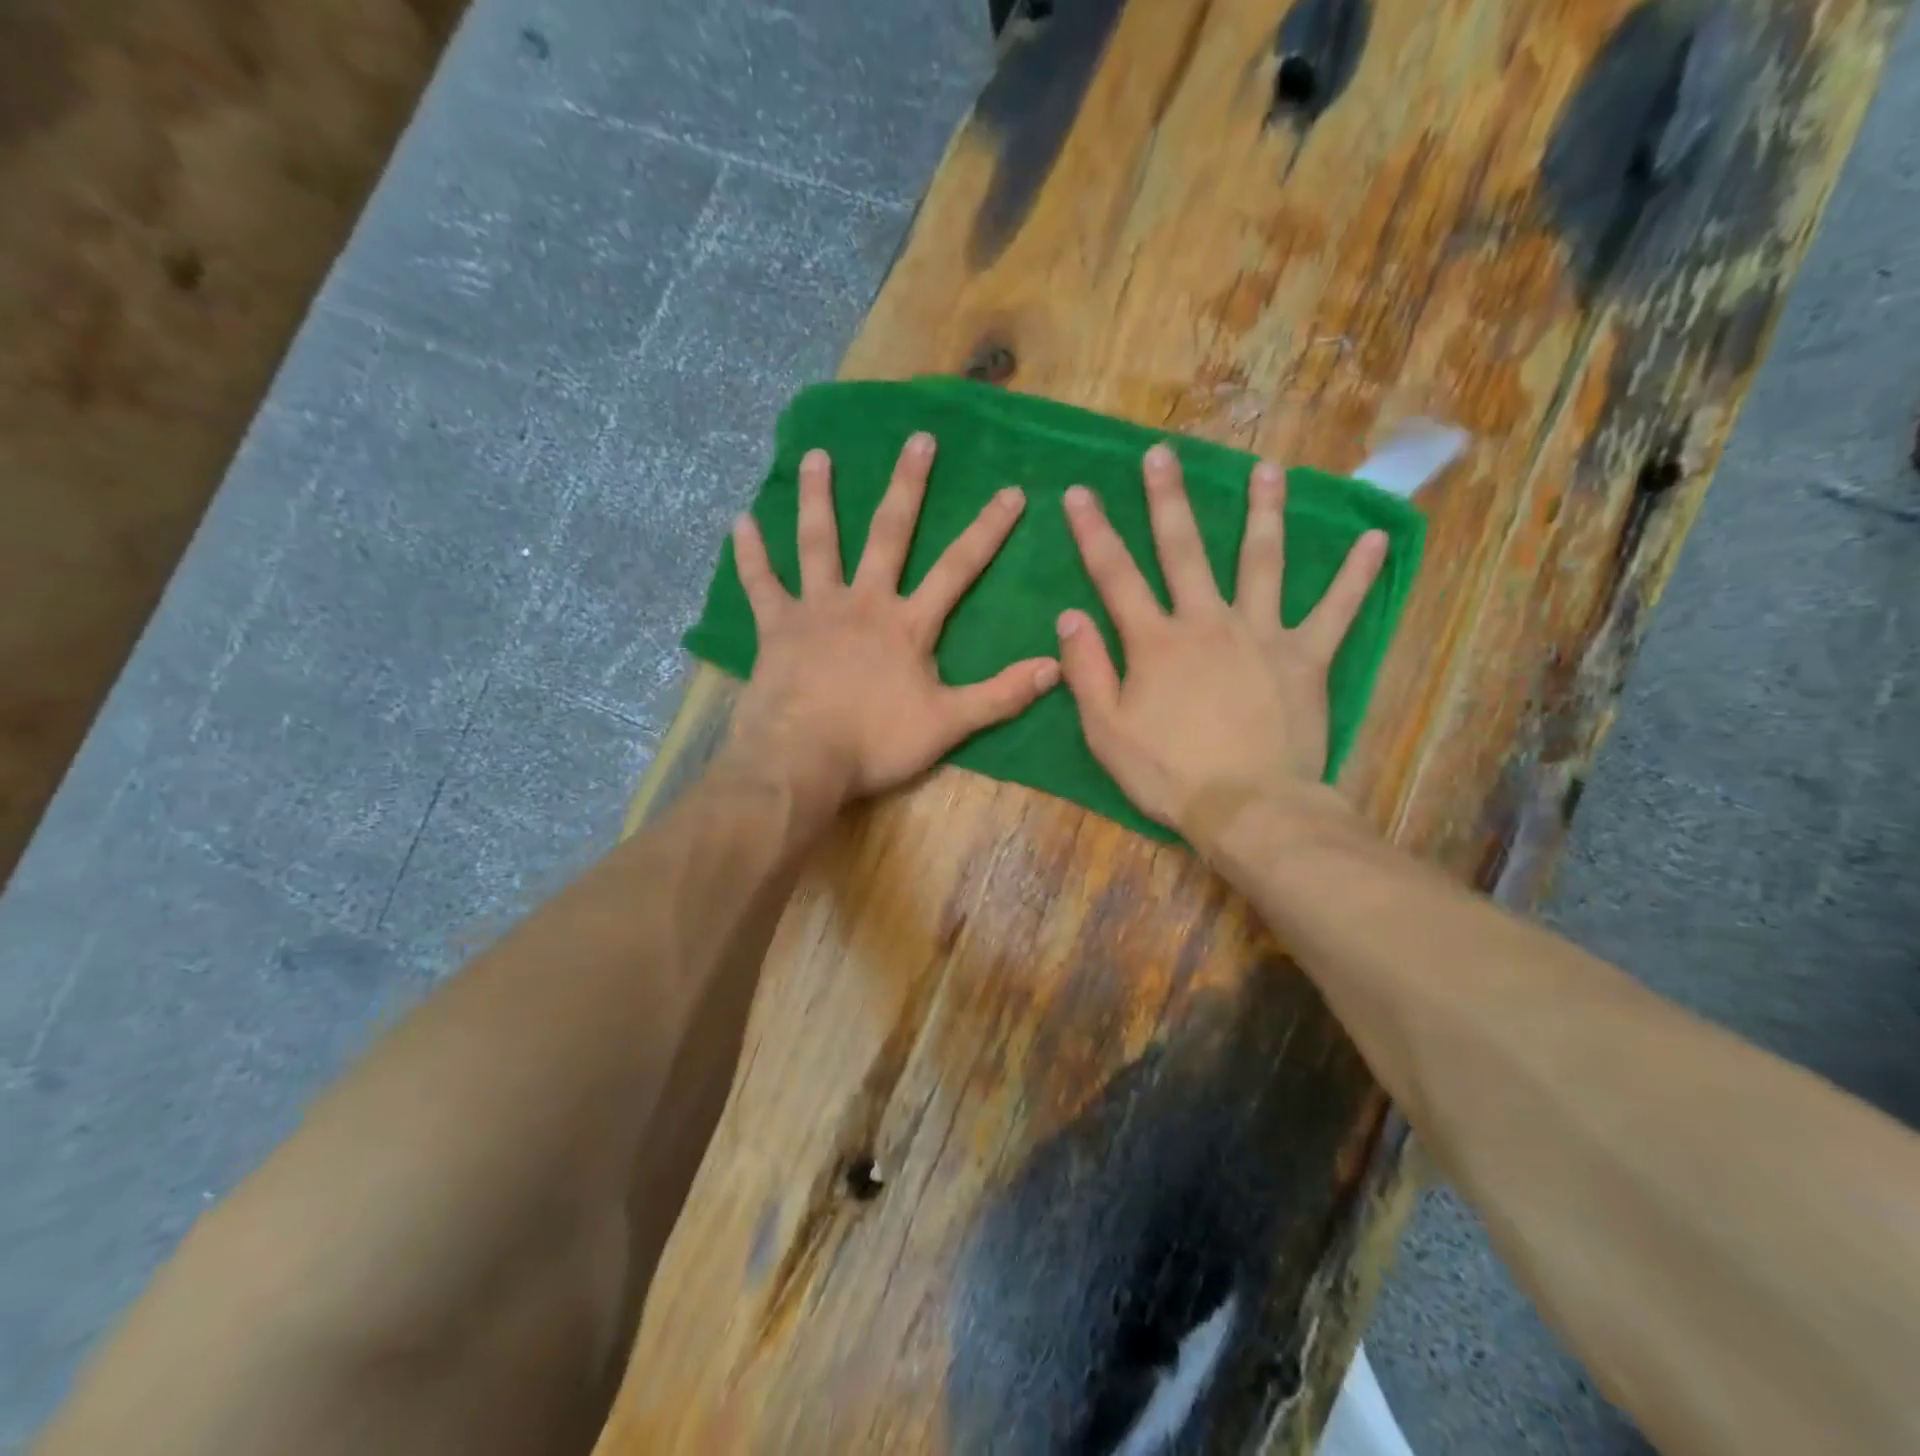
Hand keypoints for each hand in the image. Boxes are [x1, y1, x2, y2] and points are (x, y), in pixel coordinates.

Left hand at [728, 433, 1059, 810]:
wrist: (802, 761)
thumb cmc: (876, 743)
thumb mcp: (949, 724)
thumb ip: (1001, 694)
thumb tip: (1055, 666)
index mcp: (908, 625)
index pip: (957, 568)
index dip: (987, 530)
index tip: (1010, 491)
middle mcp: (864, 602)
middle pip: (889, 534)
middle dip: (908, 486)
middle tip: (918, 440)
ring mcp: (816, 610)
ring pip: (819, 543)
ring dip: (819, 498)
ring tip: (818, 456)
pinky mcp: (776, 628)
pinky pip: (761, 583)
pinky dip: (751, 553)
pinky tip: (741, 521)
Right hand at [1055, 443, 1386, 836]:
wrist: (1248, 807)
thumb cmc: (1168, 774)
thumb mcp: (1106, 730)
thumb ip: (1087, 670)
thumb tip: (1069, 615)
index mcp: (1156, 642)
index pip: (1116, 576)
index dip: (1094, 532)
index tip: (1080, 492)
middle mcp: (1207, 623)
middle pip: (1185, 550)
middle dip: (1168, 500)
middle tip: (1163, 454)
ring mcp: (1262, 635)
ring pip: (1262, 561)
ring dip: (1264, 512)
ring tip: (1268, 469)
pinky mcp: (1306, 657)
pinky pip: (1336, 609)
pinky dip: (1355, 575)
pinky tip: (1373, 537)